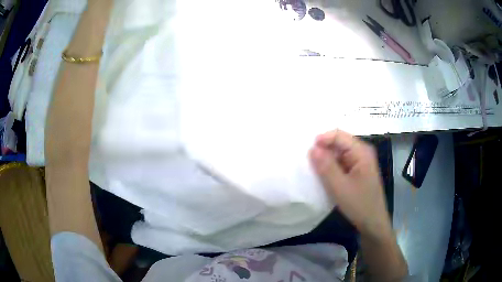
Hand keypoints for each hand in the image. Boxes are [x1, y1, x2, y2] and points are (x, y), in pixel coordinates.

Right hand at [309, 130, 391, 238]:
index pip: (338, 135)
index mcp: (361, 151)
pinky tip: (324, 176)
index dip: (322, 139)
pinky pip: (341, 162)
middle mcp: (362, 152)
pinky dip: (331, 167)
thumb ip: (326, 167)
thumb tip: (312, 148)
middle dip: (323, 149)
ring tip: (313, 168)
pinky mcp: (357, 171)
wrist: (373, 223)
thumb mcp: (340, 187)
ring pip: (339, 153)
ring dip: (326, 158)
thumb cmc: (359, 205)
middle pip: (339, 142)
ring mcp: (360, 162)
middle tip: (307, 160)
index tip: (307, 152)